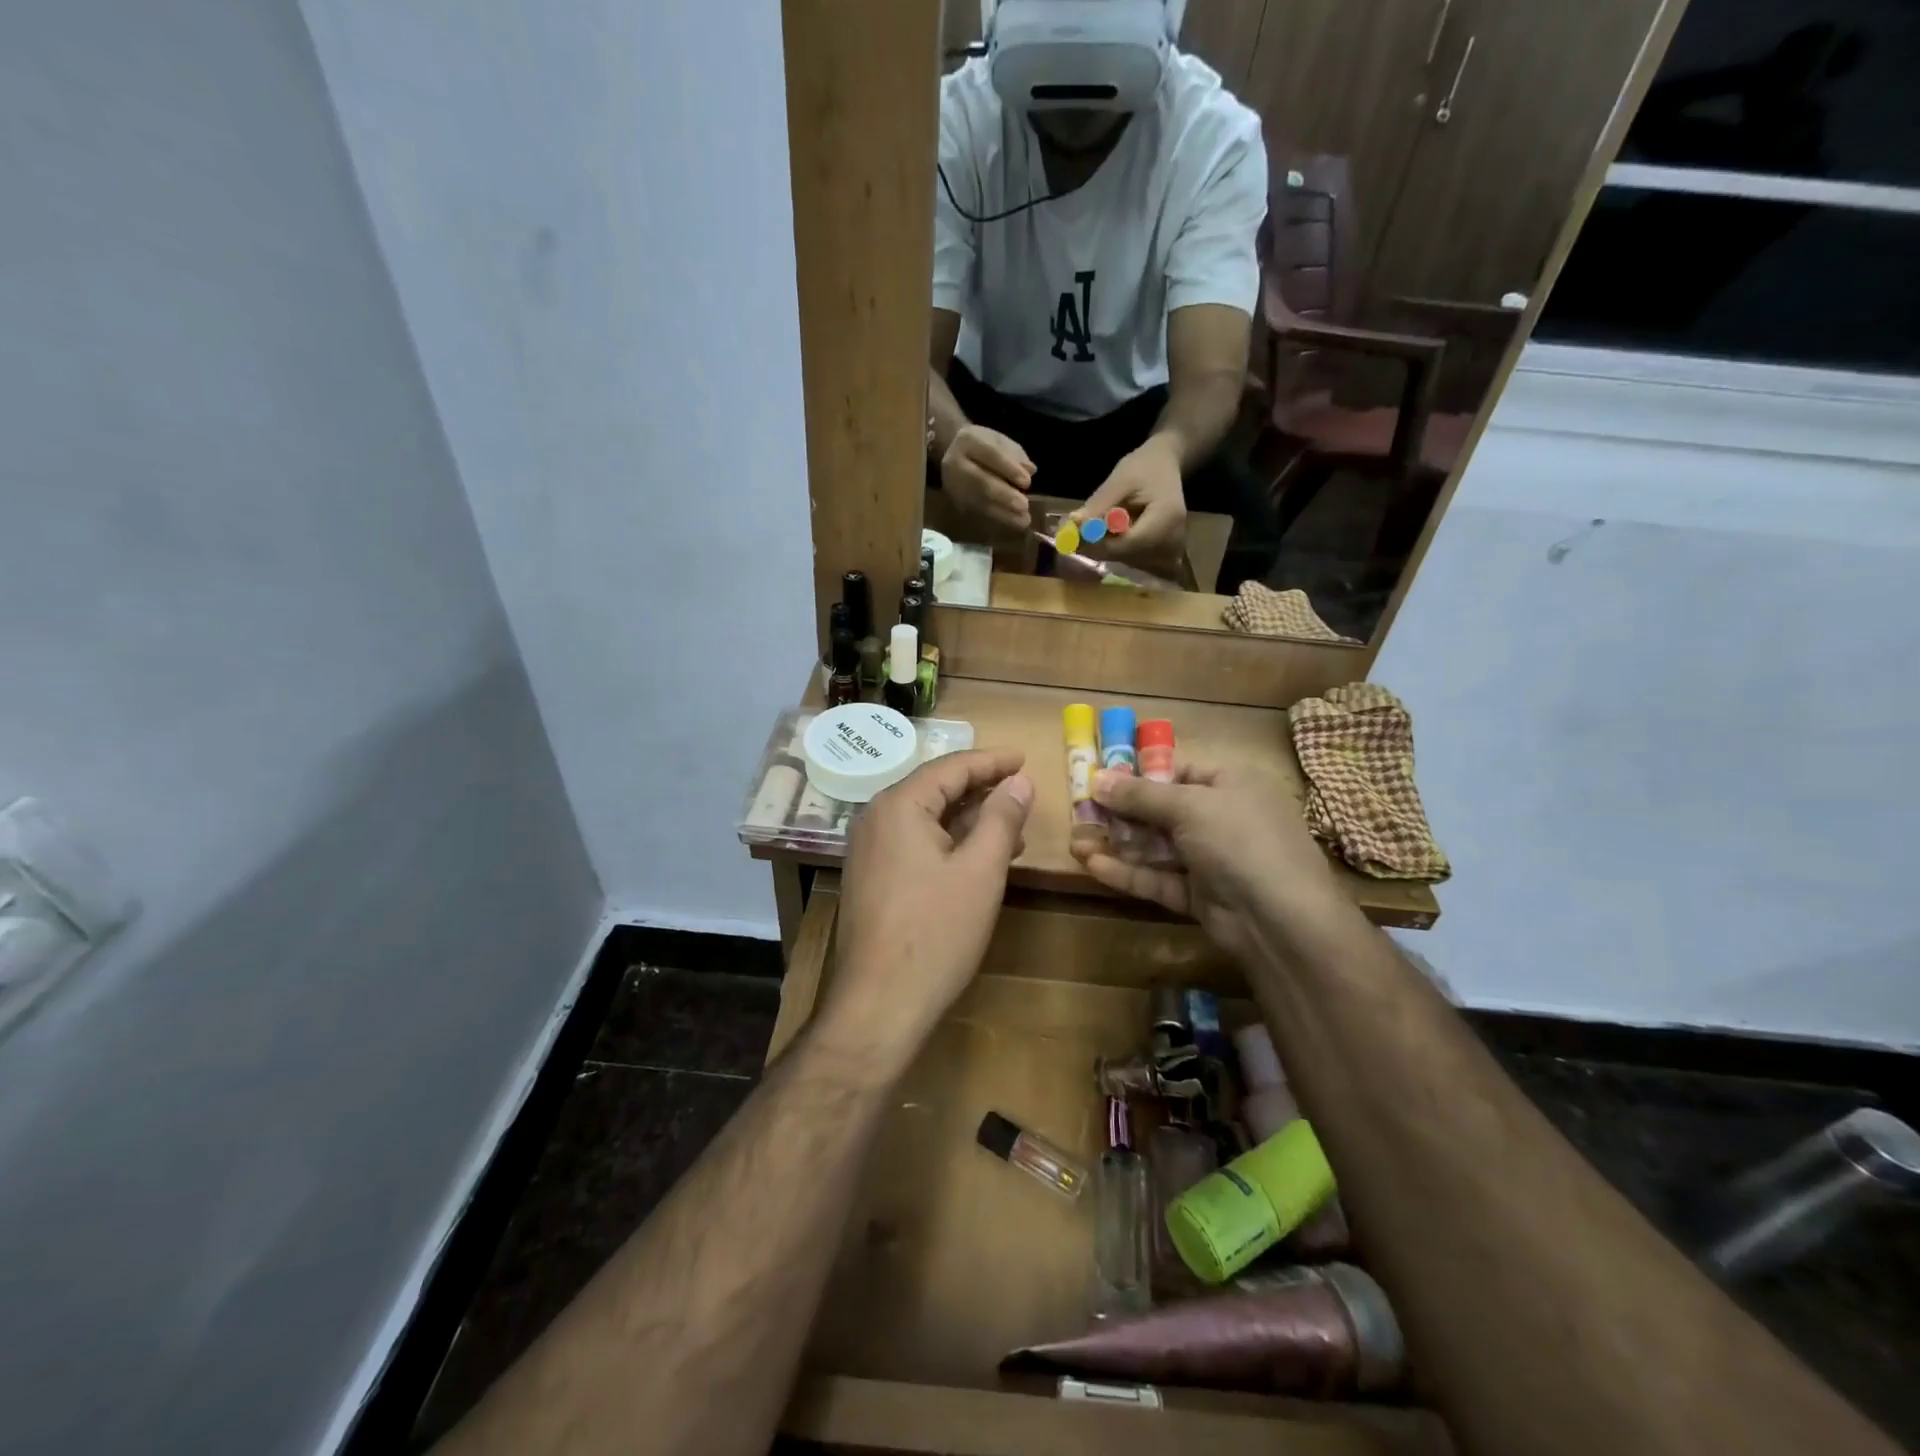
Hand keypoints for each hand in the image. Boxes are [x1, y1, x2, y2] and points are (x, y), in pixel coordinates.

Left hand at [817, 749, 1033, 1077]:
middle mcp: (876, 818)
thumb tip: (1019, 781)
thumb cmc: (936, 932)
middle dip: (980, 788)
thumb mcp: (980, 870)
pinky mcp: (871, 878)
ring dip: (968, 818)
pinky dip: (948, 842)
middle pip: (934, 789)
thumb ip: (1001, 818)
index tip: (1024, 758)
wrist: (879, 1004)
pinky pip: (914, 843)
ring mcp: (868, 850)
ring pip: (925, 818)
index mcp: (898, 806)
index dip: (992, 761)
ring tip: (1011, 824)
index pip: (951, 767)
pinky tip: (978, 857)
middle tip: (1020, 787)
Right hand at [942, 425, 1033, 534]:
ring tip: (1023, 520)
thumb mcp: (1000, 441)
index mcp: (968, 440)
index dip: (1009, 469)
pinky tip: (1013, 522)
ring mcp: (952, 485)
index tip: (1027, 482)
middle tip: (1024, 506)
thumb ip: (1015, 454)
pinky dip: (997, 518)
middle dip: (1004, 495)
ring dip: (1002, 513)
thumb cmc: (984, 446)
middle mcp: (955, 463)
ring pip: (979, 501)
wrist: (953, 453)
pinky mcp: (956, 502)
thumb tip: (1029, 470)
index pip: (990, 455)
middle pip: (981, 482)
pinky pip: (977, 512)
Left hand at [1073, 435, 1186, 563]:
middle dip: (1097, 547)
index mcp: (1166, 519)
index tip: (1074, 535)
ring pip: (1126, 559)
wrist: (1165, 466)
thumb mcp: (1120, 479)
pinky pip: (1131, 557)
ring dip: (1102, 548)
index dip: (1099, 544)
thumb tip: (1074, 524)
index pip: (1128, 544)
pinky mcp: (1161, 553)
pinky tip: (1102, 534)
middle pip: (1126, 555)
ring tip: (1086, 531)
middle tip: (1071, 536)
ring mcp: (1169, 549)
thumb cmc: (1144, 467)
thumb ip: (1099, 504)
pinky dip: (1113, 547)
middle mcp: (1172, 540)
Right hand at [1074, 761, 1336, 963]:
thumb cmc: (1239, 840)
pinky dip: (1128, 872)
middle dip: (1121, 812)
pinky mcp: (1200, 896)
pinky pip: (1159, 879)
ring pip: (1157, 848)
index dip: (1143, 776)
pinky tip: (1092, 865)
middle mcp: (1223, 820)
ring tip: (1075, 840)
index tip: (1103, 779)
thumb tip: (1096, 777)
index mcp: (1232, 786)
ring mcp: (1212, 861)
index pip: (1182, 774)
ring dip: (1118, 844)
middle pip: (1163, 812)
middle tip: (1081, 811)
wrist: (1279, 919)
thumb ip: (1139, 794)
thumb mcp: (1188, 805)